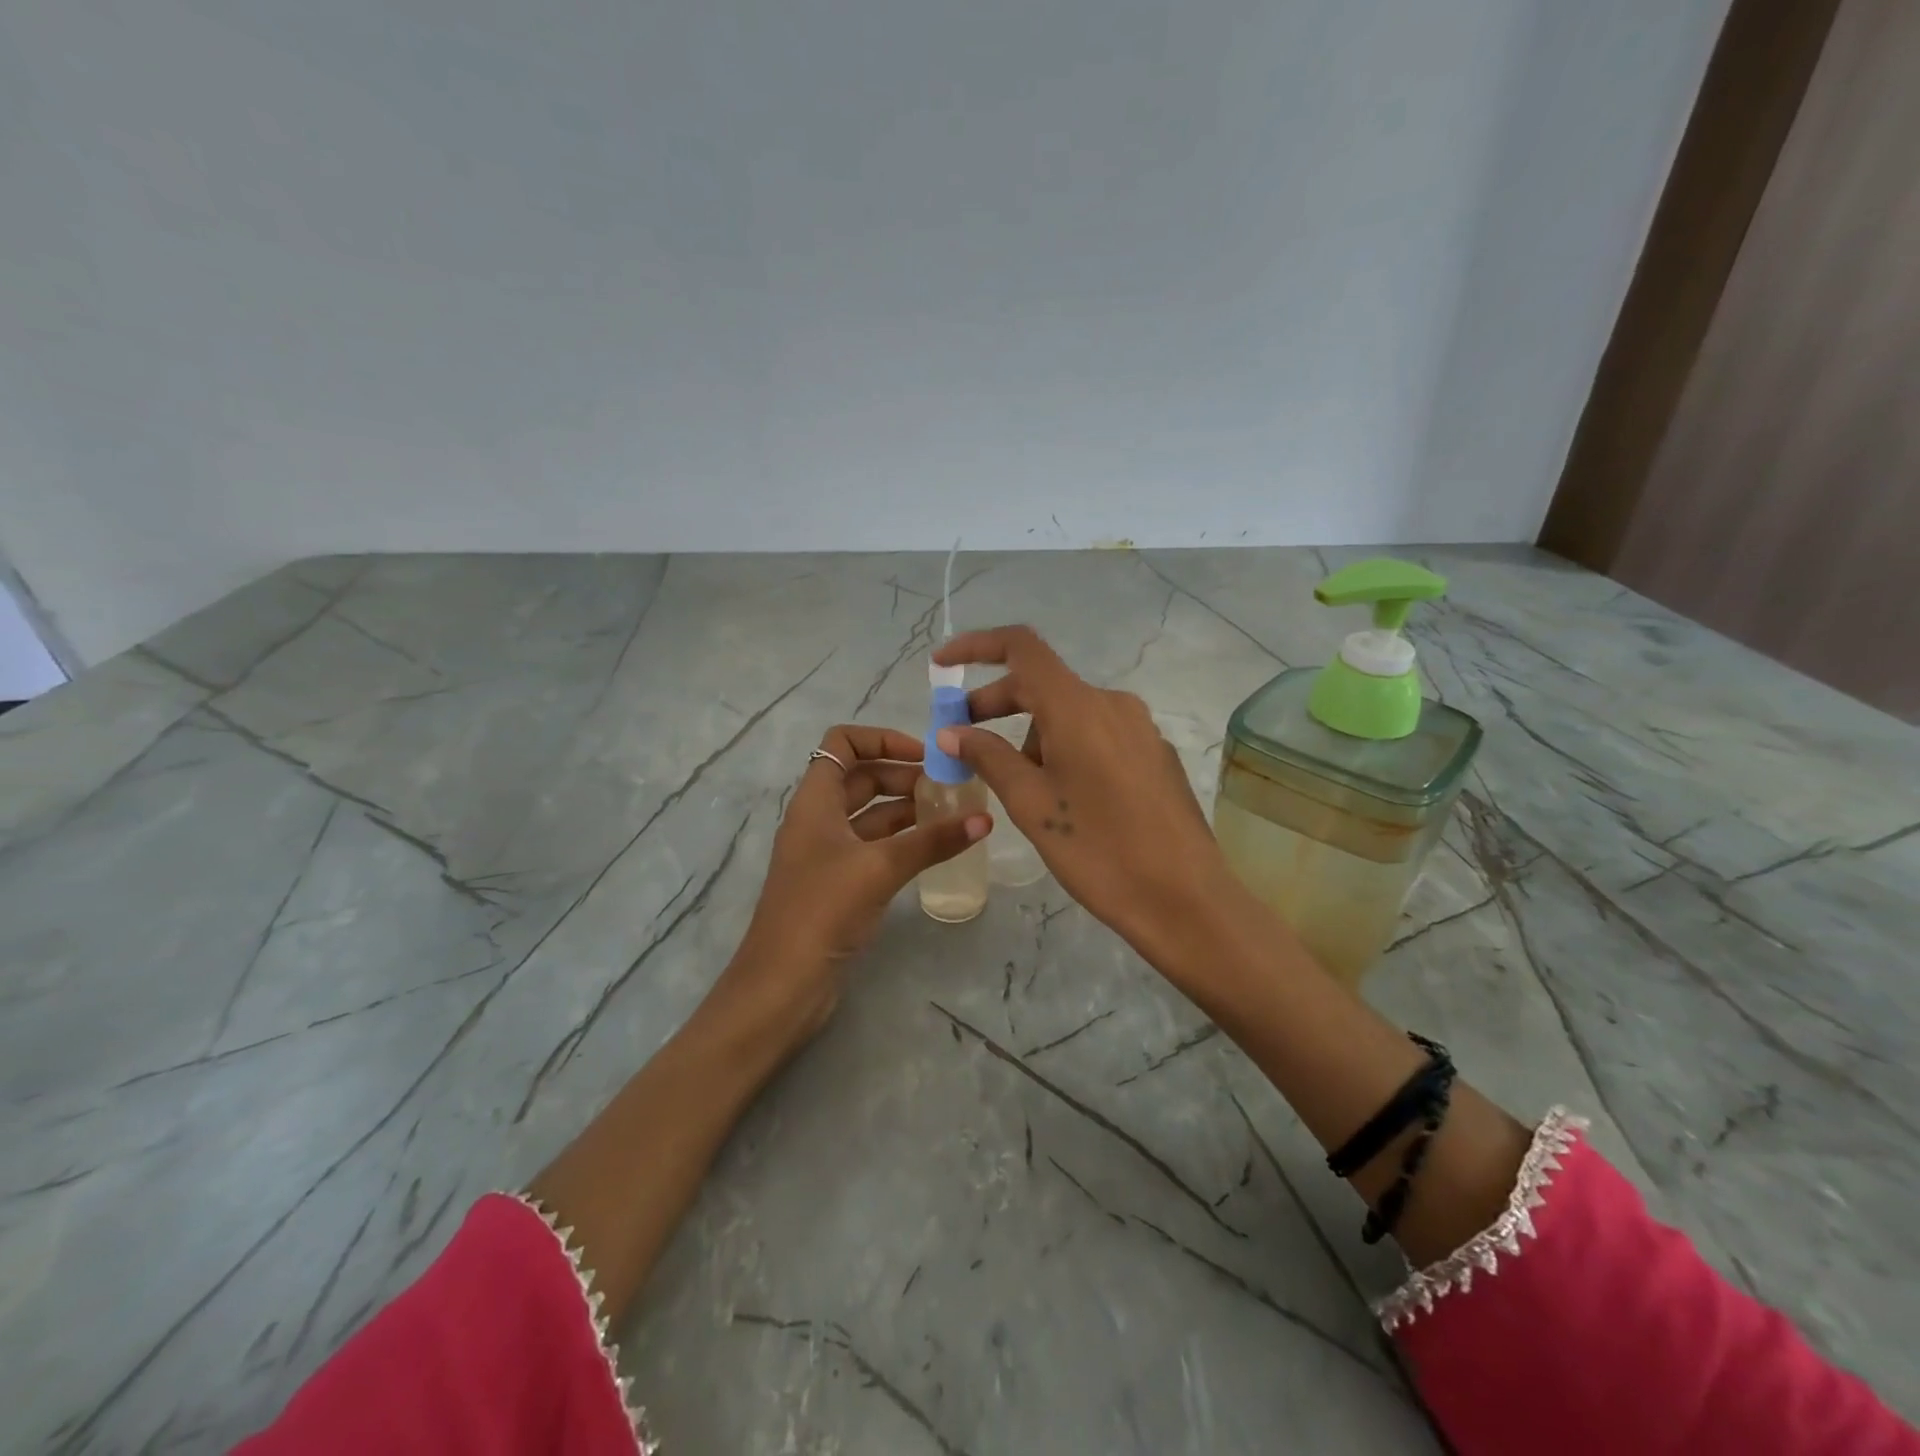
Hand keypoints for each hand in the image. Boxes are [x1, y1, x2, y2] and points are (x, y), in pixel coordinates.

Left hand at [716, 724, 990, 1051]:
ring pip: (872, 815)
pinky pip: (875, 848)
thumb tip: (984, 820)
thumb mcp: (880, 867)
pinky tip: (936, 848)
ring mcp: (828, 854)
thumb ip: (932, 841)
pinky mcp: (839, 885)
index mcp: (815, 801)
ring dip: (908, 809)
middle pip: (862, 778)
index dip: (881, 739)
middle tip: (951, 788)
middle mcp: (819, 820)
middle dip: (905, 775)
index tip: (923, 756)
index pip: (841, 743)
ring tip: (953, 813)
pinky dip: (903, 842)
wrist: (782, 985)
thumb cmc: (822, 910)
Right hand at [931, 626, 1230, 965]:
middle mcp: (1112, 704)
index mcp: (1078, 707)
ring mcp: (1139, 728)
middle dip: (996, 705)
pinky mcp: (1154, 754)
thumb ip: (988, 758)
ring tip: (1018, 787)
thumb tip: (951, 732)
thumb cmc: (1099, 851)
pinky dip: (1065, 747)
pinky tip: (1063, 795)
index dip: (976, 646)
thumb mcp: (1032, 805)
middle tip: (963, 741)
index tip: (942, 666)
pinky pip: (1097, 734)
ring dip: (1032, 734)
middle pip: (1043, 683)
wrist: (1186, 899)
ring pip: (1069, 713)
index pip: (1021, 648)